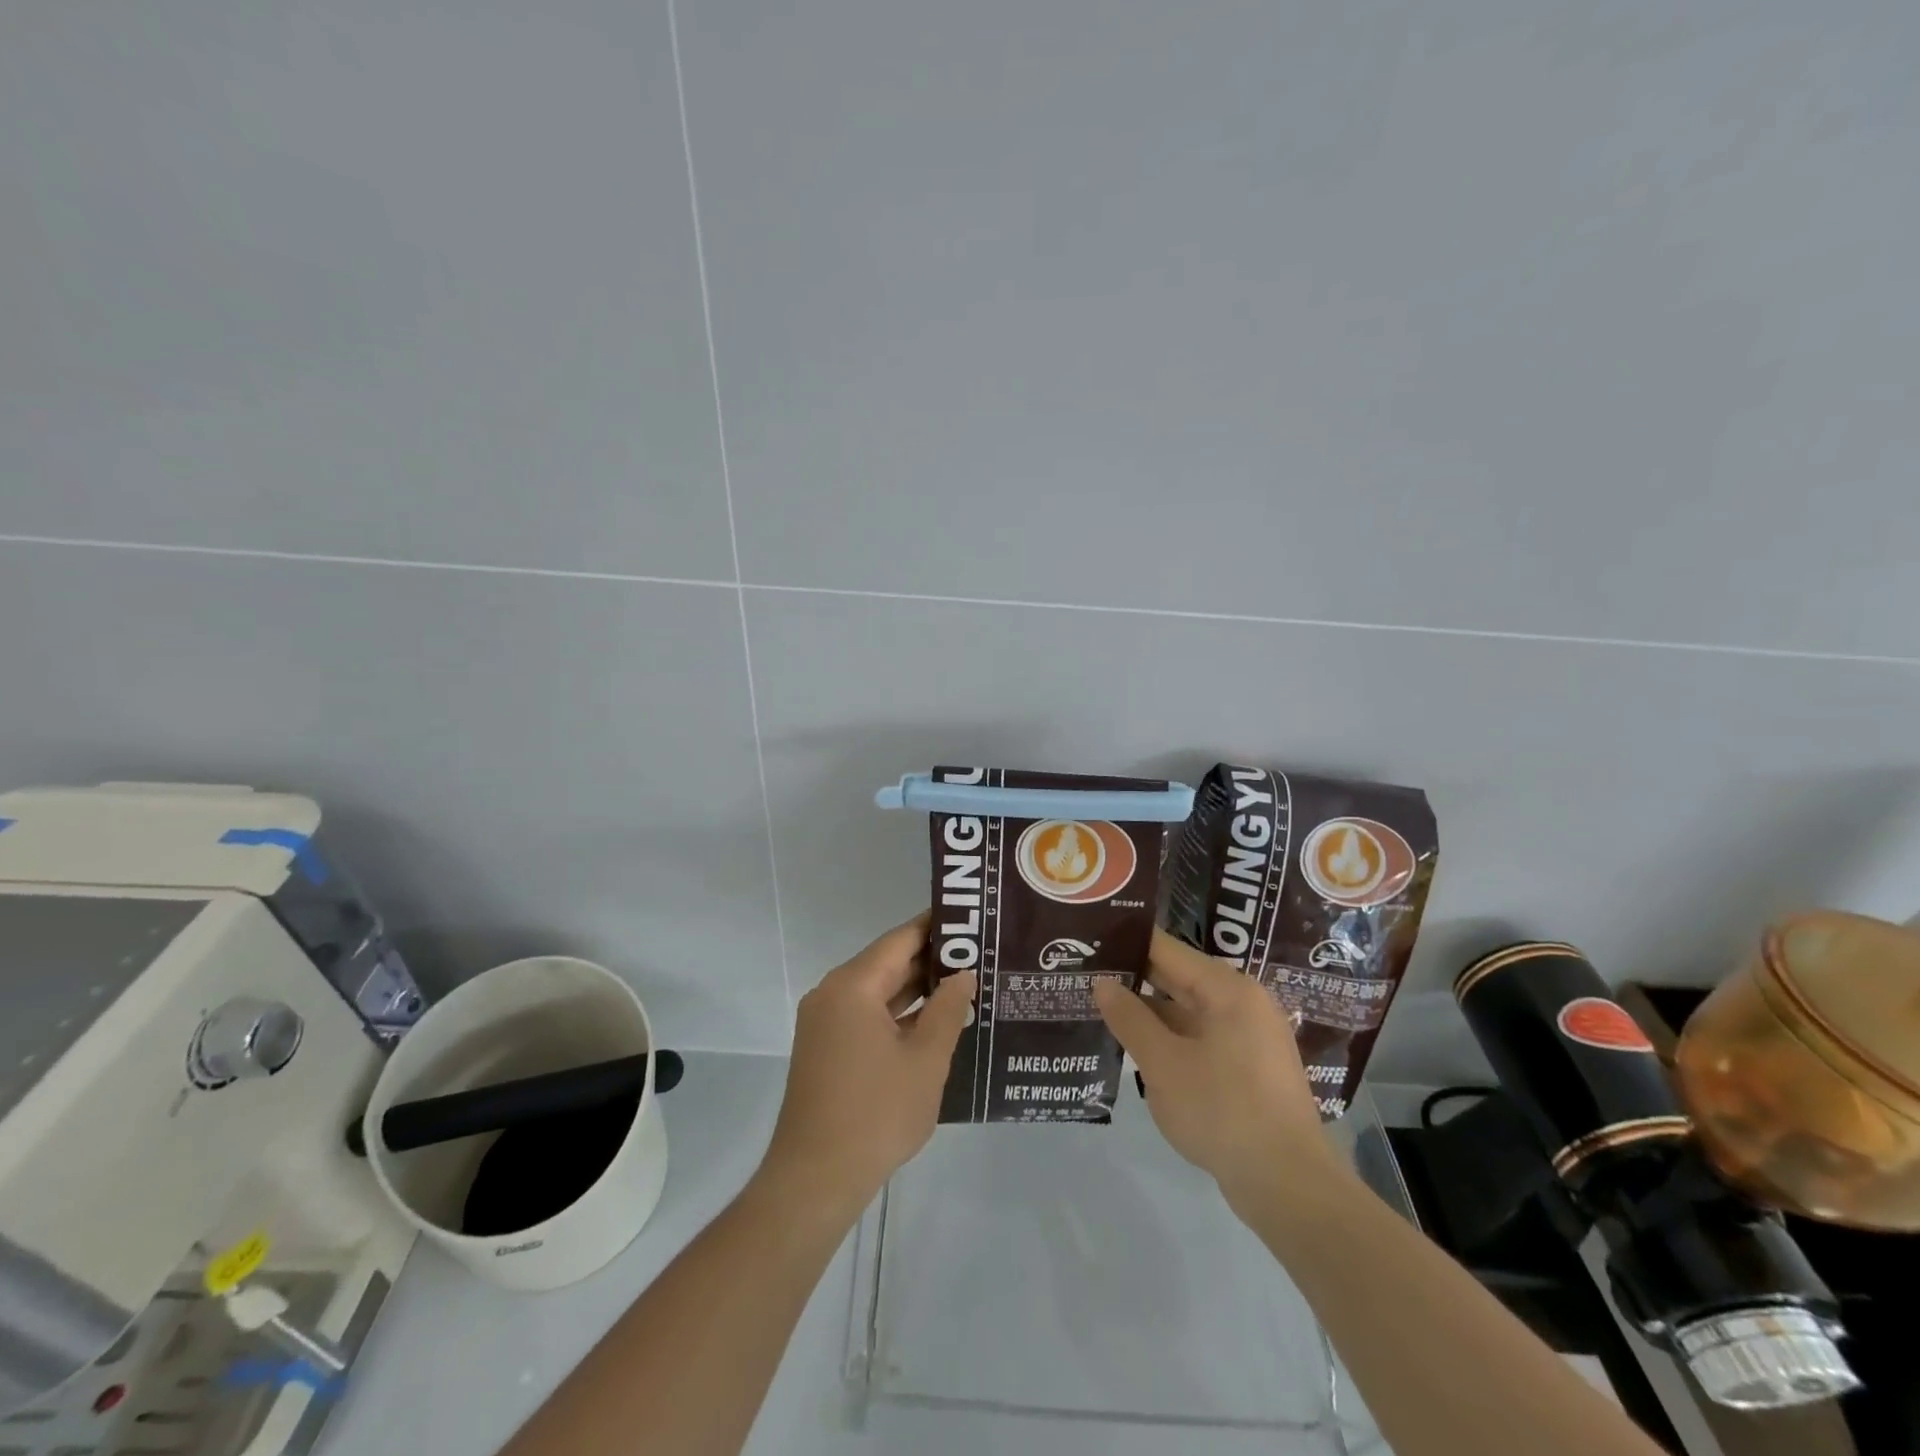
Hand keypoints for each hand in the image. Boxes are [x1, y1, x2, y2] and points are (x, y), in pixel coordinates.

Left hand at [757, 913, 973, 1225]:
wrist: (815, 1180)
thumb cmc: (876, 1114)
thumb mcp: (925, 1060)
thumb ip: (948, 1010)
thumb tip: (963, 974)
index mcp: (852, 986)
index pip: (900, 940)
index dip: (936, 928)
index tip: (971, 921)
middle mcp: (832, 993)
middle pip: (887, 962)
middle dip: (931, 960)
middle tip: (979, 954)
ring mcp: (825, 1022)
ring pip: (877, 991)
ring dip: (916, 989)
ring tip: (965, 984)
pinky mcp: (825, 1048)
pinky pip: (866, 1015)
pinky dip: (898, 1014)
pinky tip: (934, 1022)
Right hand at [1093, 930, 1335, 1211]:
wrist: (1289, 1185)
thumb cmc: (1223, 1111)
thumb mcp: (1164, 1064)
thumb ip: (1130, 1019)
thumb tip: (1103, 984)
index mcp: (1227, 989)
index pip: (1166, 949)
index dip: (1126, 942)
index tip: (1089, 941)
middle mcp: (1244, 1002)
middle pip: (1179, 977)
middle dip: (1134, 978)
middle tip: (1086, 973)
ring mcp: (1250, 1037)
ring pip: (1188, 1011)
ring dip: (1150, 1012)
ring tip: (1102, 1009)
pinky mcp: (1250, 1068)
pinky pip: (1201, 1037)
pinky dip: (1171, 1038)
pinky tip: (1138, 1048)